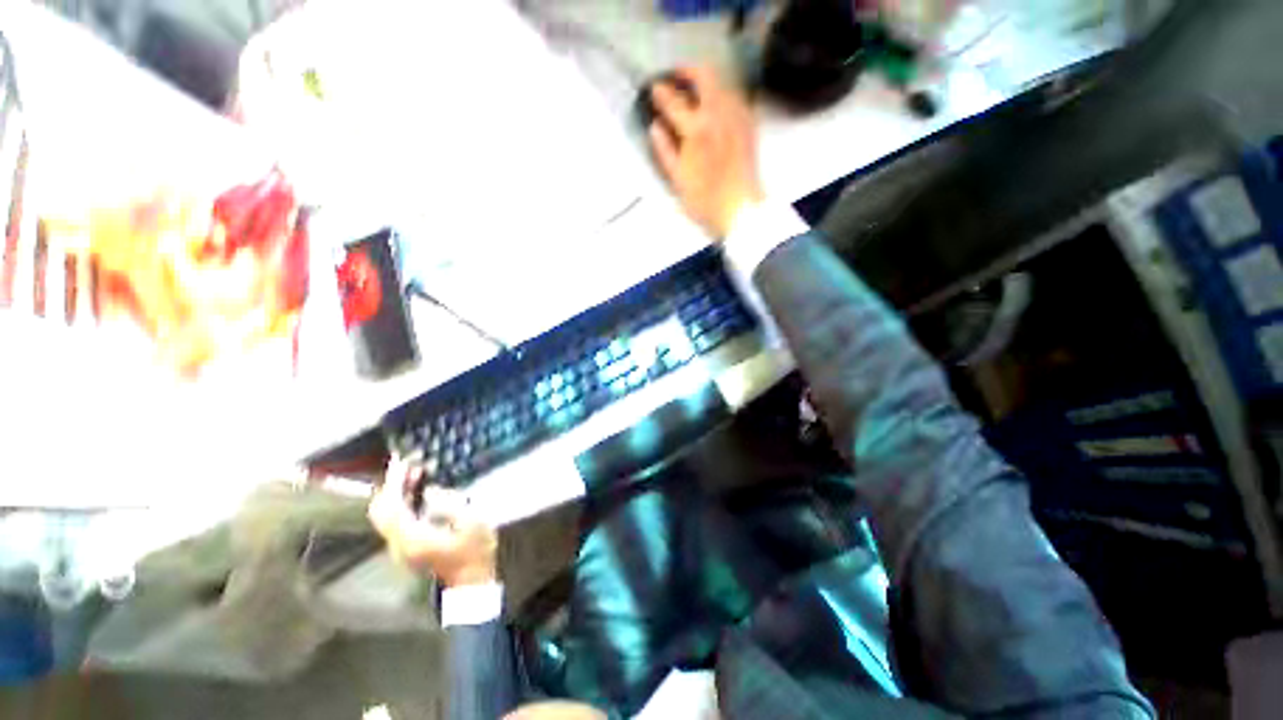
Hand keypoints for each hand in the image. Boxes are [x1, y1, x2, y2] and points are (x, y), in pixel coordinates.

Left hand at [368, 457, 497, 587]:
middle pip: (380, 511)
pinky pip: (394, 520)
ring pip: (385, 515)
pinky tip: (417, 491)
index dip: (394, 481)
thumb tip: (430, 490)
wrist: (471, 579)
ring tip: (414, 473)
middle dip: (391, 485)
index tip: (402, 461)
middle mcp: (398, 543)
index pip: (391, 505)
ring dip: (396, 492)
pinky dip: (401, 502)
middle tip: (408, 466)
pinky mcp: (406, 547)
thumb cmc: (474, 549)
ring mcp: (400, 547)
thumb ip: (449, 503)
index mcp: (413, 537)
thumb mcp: (471, 521)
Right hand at [648, 66, 764, 238]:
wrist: (740, 209)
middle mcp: (719, 114)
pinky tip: (715, 107)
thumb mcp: (677, 179)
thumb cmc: (705, 200)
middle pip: (705, 75)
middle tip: (676, 76)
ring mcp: (737, 116)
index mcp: (696, 129)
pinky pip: (735, 97)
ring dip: (707, 80)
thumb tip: (655, 126)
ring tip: (694, 89)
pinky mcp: (749, 124)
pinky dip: (722, 94)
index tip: (654, 87)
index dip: (661, 92)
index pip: (675, 101)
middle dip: (688, 70)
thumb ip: (665, 150)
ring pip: (723, 82)